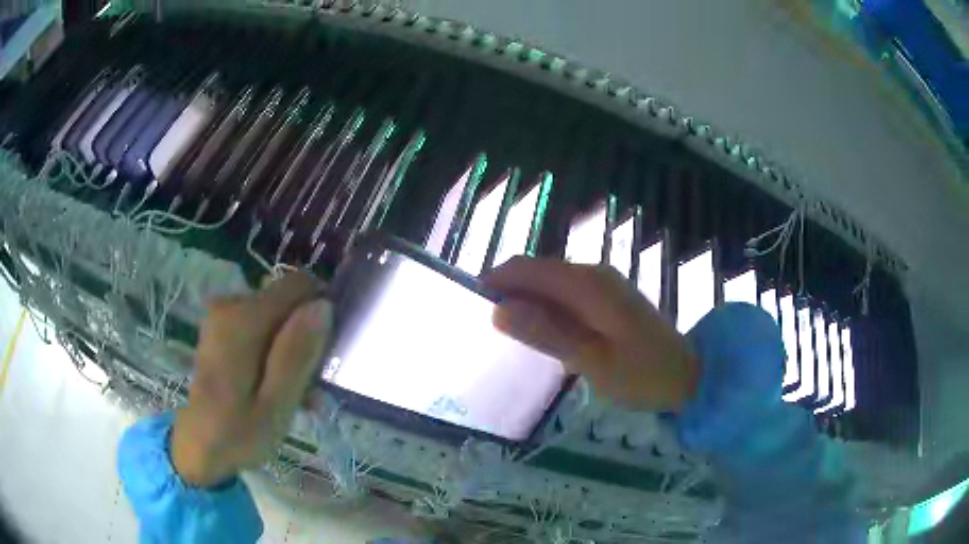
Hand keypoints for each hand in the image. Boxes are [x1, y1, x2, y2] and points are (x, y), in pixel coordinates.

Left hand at [171, 273, 330, 486]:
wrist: (199, 446)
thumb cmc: (238, 433)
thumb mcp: (275, 405)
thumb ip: (296, 354)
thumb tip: (323, 305)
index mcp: (243, 319)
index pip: (299, 285)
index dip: (321, 311)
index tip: (327, 352)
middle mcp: (231, 304)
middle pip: (287, 302)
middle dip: (306, 339)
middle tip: (313, 387)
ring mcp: (223, 314)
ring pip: (277, 316)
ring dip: (293, 350)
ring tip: (300, 395)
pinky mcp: (222, 326)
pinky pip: (262, 326)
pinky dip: (275, 352)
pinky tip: (279, 386)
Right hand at [483, 257, 698, 411]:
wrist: (687, 377)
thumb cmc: (641, 375)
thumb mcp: (590, 361)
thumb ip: (545, 333)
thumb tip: (497, 309)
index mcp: (587, 284)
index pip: (526, 268)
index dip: (494, 282)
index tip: (472, 308)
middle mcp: (592, 273)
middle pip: (536, 272)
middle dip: (509, 293)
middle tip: (489, 330)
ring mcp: (603, 284)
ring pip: (550, 283)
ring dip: (527, 302)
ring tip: (511, 335)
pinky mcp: (608, 297)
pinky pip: (566, 295)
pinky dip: (547, 309)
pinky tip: (544, 334)